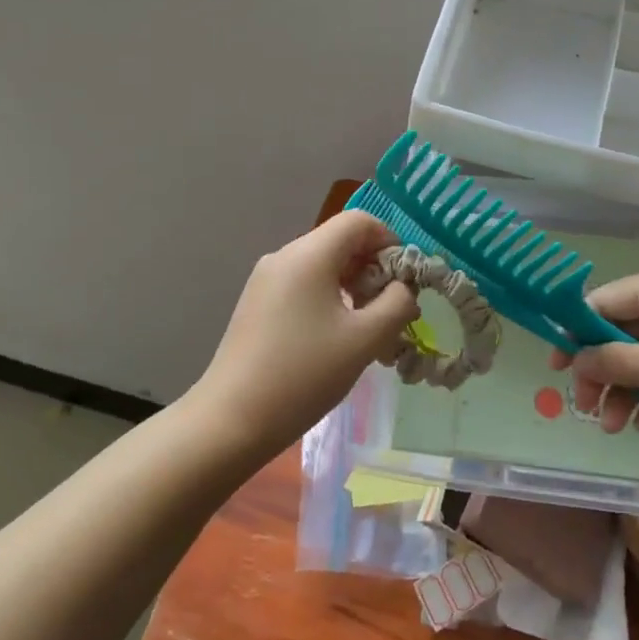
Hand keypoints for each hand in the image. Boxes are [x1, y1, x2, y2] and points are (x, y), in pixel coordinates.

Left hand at [197, 211, 418, 454]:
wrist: (232, 418)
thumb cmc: (304, 374)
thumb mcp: (364, 340)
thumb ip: (396, 304)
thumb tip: (403, 287)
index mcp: (309, 255)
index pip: (359, 221)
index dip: (390, 240)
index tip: (406, 279)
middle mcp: (284, 256)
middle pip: (340, 241)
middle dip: (373, 267)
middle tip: (392, 309)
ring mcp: (266, 279)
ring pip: (322, 265)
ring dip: (353, 285)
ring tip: (368, 327)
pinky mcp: (257, 303)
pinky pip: (303, 284)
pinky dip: (329, 297)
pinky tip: (336, 336)